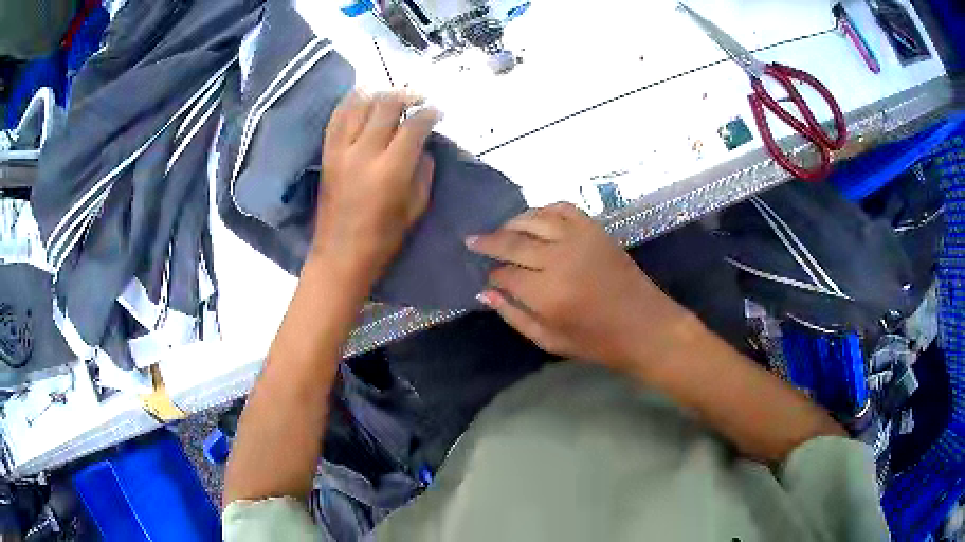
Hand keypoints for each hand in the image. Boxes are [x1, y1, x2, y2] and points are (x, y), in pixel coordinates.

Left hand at [314, 89, 441, 283]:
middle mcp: (364, 153)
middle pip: (386, 105)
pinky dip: (351, 101)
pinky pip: (337, 117)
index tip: (437, 112)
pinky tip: (363, 96)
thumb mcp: (416, 209)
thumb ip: (423, 172)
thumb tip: (424, 146)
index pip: (413, 126)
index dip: (429, 114)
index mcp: (391, 170)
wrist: (339, 256)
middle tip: (419, 98)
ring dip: (379, 92)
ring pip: (359, 104)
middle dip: (407, 95)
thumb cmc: (383, 240)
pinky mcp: (327, 154)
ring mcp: (341, 151)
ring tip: (393, 94)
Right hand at [467, 203, 697, 372]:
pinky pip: (561, 208)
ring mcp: (579, 238)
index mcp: (547, 294)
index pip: (504, 275)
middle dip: (488, 242)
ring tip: (500, 230)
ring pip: (533, 219)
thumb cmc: (597, 341)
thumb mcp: (549, 340)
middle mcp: (559, 259)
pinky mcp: (595, 229)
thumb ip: (514, 315)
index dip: (492, 275)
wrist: (645, 325)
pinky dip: (543, 210)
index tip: (488, 278)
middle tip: (472, 240)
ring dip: (511, 223)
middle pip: (512, 242)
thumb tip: (484, 293)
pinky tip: (534, 219)